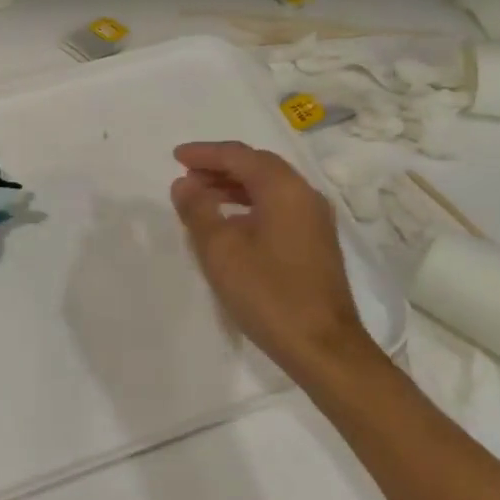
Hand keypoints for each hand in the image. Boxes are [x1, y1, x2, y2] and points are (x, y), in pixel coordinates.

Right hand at [170, 141, 371, 378]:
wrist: (323, 347)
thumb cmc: (268, 293)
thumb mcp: (220, 250)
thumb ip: (198, 210)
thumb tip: (184, 184)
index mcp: (284, 189)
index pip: (240, 156)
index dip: (205, 153)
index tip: (176, 157)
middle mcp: (305, 195)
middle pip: (258, 166)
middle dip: (220, 166)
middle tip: (186, 175)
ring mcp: (315, 219)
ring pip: (269, 187)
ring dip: (233, 186)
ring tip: (201, 197)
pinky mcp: (316, 242)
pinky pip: (278, 206)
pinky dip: (250, 204)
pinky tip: (231, 223)